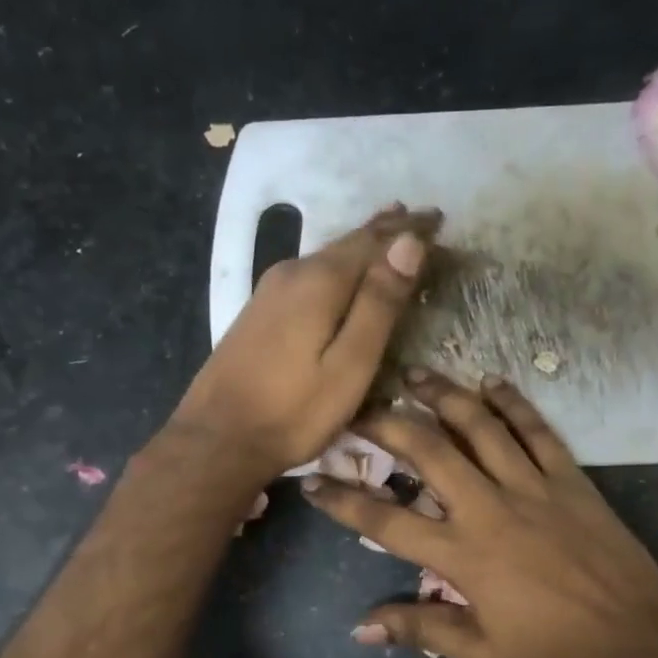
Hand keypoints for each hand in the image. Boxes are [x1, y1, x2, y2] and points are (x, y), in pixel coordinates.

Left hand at [167, 205, 440, 482]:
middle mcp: (292, 272)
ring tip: (389, 236)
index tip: (438, 219)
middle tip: (420, 219)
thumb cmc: (295, 412)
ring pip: (327, 258)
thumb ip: (380, 303)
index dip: (408, 231)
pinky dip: (338, 268)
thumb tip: (409, 242)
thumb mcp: (350, 365)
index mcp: (319, 281)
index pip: (374, 241)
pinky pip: (310, 276)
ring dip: (361, 247)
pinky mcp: (259, 313)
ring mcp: (269, 292)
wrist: (218, 439)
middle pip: (347, 243)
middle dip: (386, 232)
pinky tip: (342, 275)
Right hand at [301, 369, 657, 657]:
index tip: (312, 480)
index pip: (386, 522)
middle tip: (358, 408)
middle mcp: (489, 507)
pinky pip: (536, 429)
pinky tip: (491, 382)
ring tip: (414, 375)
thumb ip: (419, 628)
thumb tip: (361, 627)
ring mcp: (532, 485)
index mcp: (462, 554)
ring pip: (480, 425)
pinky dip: (513, 402)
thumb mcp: (479, 651)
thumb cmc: (552, 649)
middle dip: (386, 424)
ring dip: (443, 396)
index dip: (343, 500)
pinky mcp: (569, 477)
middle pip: (428, 451)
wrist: (636, 635)